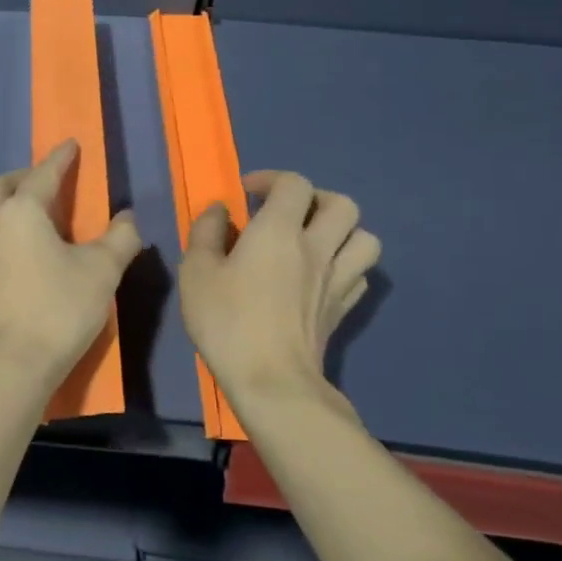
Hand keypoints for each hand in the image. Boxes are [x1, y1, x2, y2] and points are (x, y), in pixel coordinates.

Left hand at [0, 140, 143, 389]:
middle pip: (0, 185)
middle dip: (24, 176)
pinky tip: (12, 244)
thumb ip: (120, 238)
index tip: (71, 144)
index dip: (60, 158)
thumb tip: (127, 217)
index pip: (43, 174)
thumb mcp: (102, 271)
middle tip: (48, 182)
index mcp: (22, 211)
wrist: (12, 361)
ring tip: (22, 210)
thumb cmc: (59, 308)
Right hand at [178, 170, 379, 412]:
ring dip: (342, 231)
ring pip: (365, 238)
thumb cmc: (227, 321)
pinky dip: (345, 265)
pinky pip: (360, 274)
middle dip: (315, 199)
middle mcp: (316, 248)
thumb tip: (218, 210)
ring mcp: (337, 280)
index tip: (247, 193)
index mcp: (278, 231)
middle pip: (342, 204)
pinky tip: (321, 275)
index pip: (294, 184)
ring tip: (313, 241)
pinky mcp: (342, 309)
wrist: (272, 381)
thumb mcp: (196, 272)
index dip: (271, 179)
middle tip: (286, 213)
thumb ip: (205, 232)